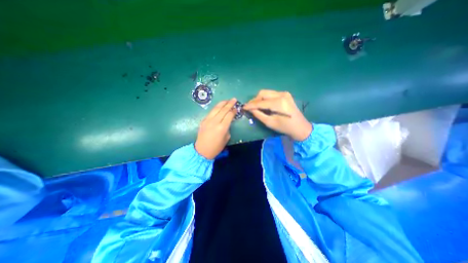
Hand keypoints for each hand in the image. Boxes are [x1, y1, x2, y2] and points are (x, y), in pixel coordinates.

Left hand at [195, 97, 238, 158]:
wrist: (202, 150)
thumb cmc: (216, 147)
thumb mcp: (226, 138)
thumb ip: (228, 128)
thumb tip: (227, 121)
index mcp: (222, 127)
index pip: (229, 115)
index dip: (234, 110)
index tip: (237, 108)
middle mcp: (215, 122)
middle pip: (223, 109)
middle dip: (229, 103)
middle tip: (234, 99)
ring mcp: (208, 120)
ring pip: (216, 108)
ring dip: (222, 103)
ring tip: (227, 100)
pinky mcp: (203, 120)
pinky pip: (211, 112)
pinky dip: (216, 108)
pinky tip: (219, 106)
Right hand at [243, 90, 311, 140]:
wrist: (300, 127)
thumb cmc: (285, 127)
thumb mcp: (270, 123)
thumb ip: (259, 115)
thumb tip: (250, 109)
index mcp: (278, 103)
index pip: (260, 102)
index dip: (250, 105)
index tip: (243, 107)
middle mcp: (281, 94)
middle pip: (262, 93)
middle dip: (254, 100)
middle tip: (250, 107)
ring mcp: (284, 93)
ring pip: (266, 92)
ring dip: (259, 98)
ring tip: (255, 106)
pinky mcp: (285, 94)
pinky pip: (271, 94)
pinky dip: (265, 98)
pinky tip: (264, 104)